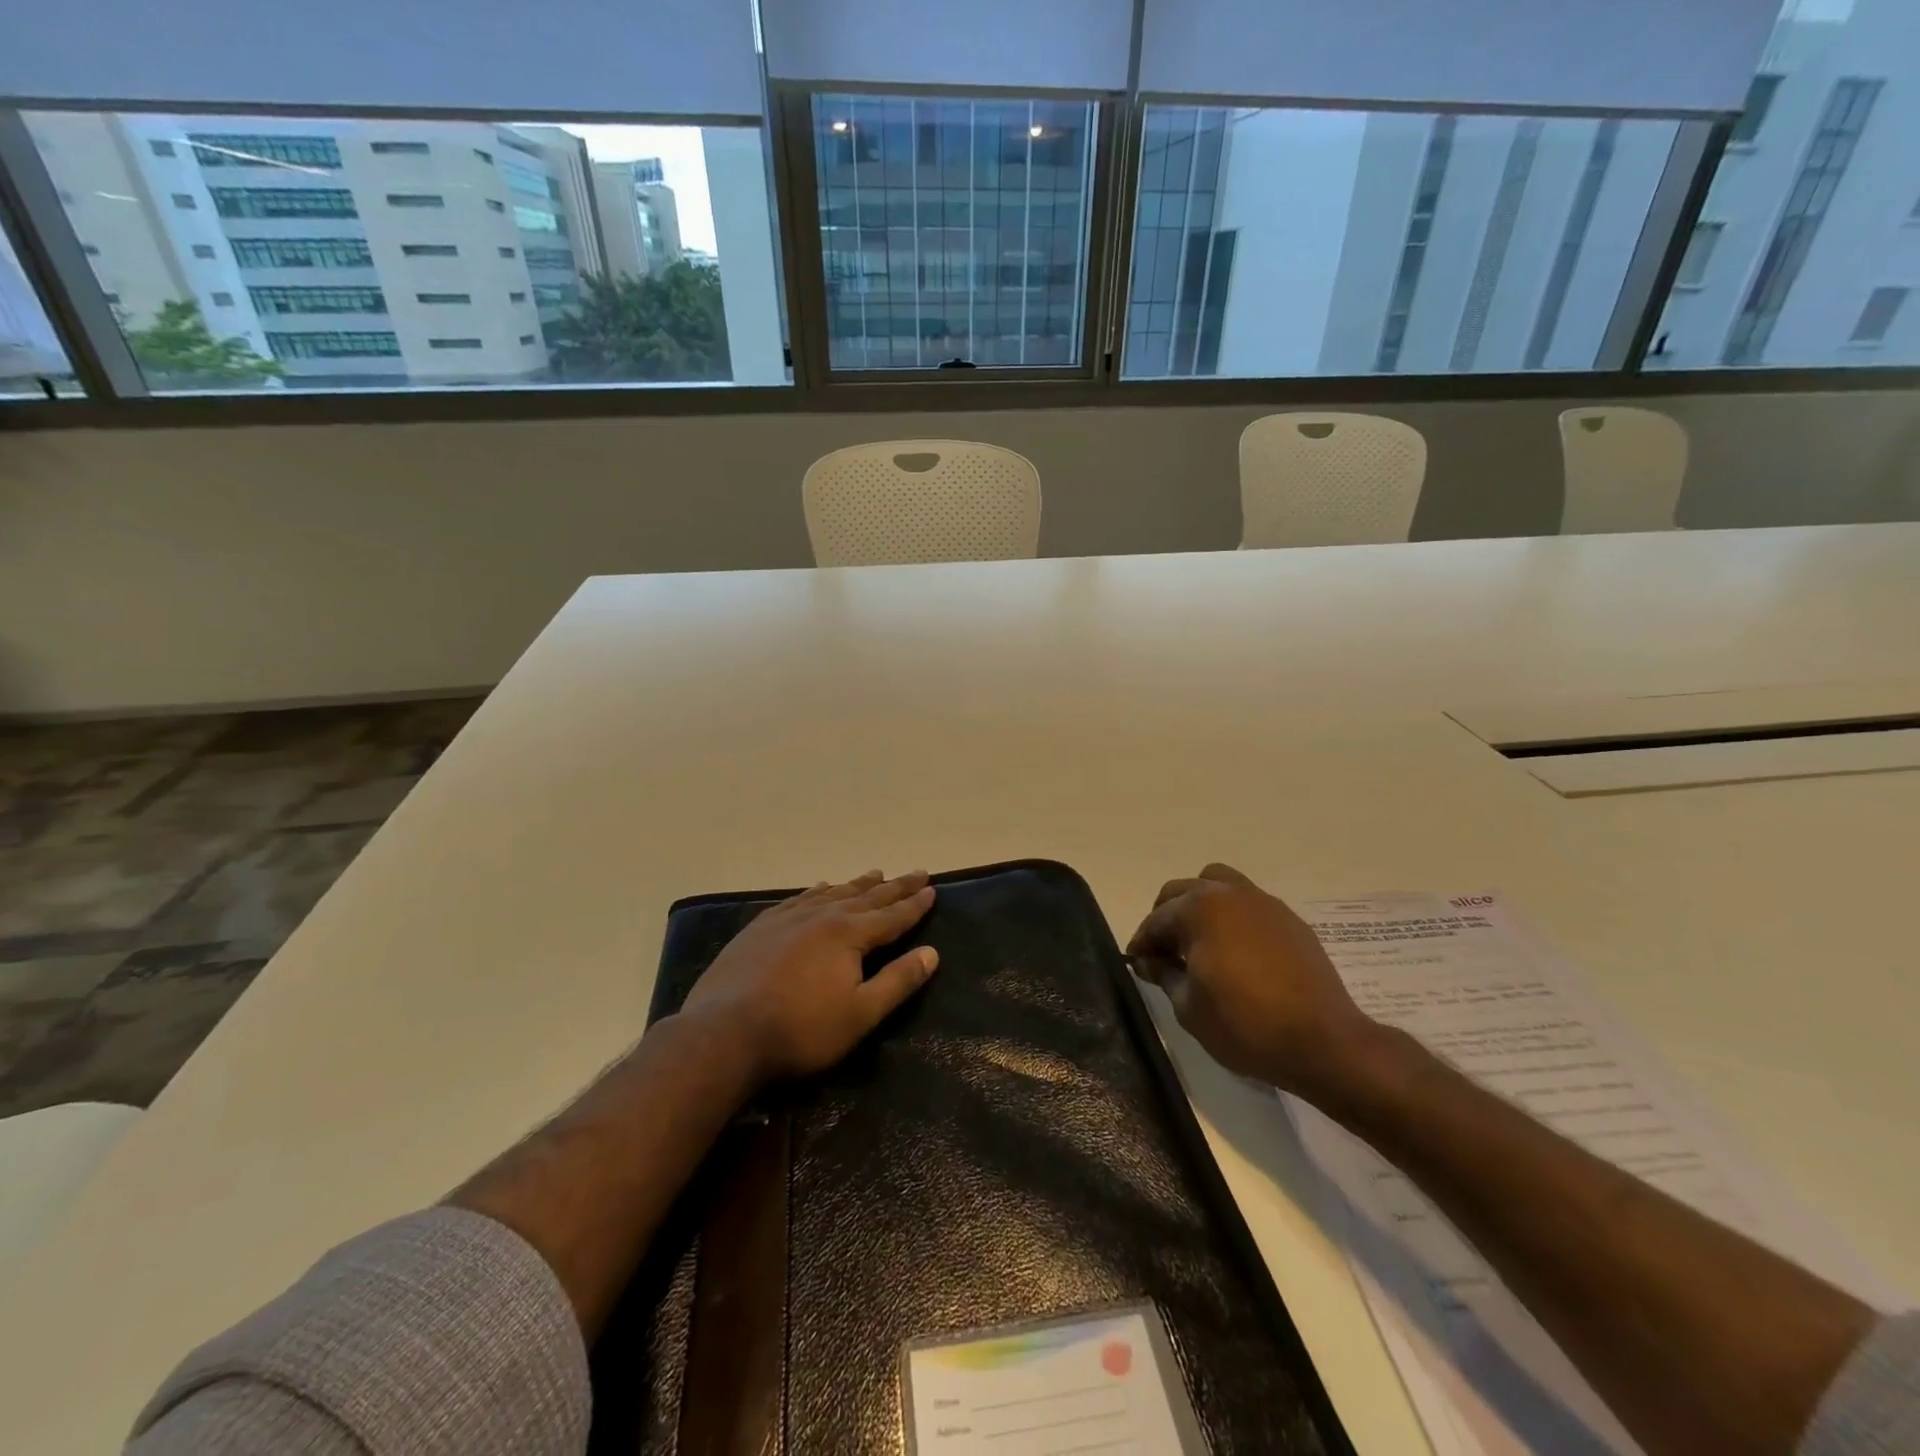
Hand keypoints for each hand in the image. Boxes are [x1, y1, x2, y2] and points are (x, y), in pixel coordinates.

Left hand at [680, 869, 938, 1084]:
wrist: (725, 1033)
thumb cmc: (801, 1030)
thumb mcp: (860, 1014)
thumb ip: (898, 981)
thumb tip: (931, 953)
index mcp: (849, 934)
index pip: (892, 915)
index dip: (915, 904)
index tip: (932, 888)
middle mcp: (822, 915)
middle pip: (866, 897)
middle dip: (895, 886)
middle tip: (917, 872)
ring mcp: (788, 918)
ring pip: (832, 893)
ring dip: (858, 884)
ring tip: (875, 873)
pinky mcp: (761, 927)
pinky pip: (798, 899)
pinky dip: (816, 891)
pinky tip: (819, 888)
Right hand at [1127, 863, 1378, 1098]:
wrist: (1323, 1042)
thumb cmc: (1245, 1024)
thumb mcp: (1189, 1007)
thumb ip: (1163, 974)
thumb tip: (1148, 960)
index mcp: (1200, 908)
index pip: (1157, 919)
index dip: (1142, 942)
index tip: (1137, 964)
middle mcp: (1230, 894)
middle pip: (1184, 891)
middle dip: (1167, 918)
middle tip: (1164, 954)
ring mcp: (1264, 903)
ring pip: (1218, 885)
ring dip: (1200, 906)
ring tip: (1200, 943)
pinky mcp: (1290, 920)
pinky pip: (1248, 904)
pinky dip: (1232, 918)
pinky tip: (1235, 952)